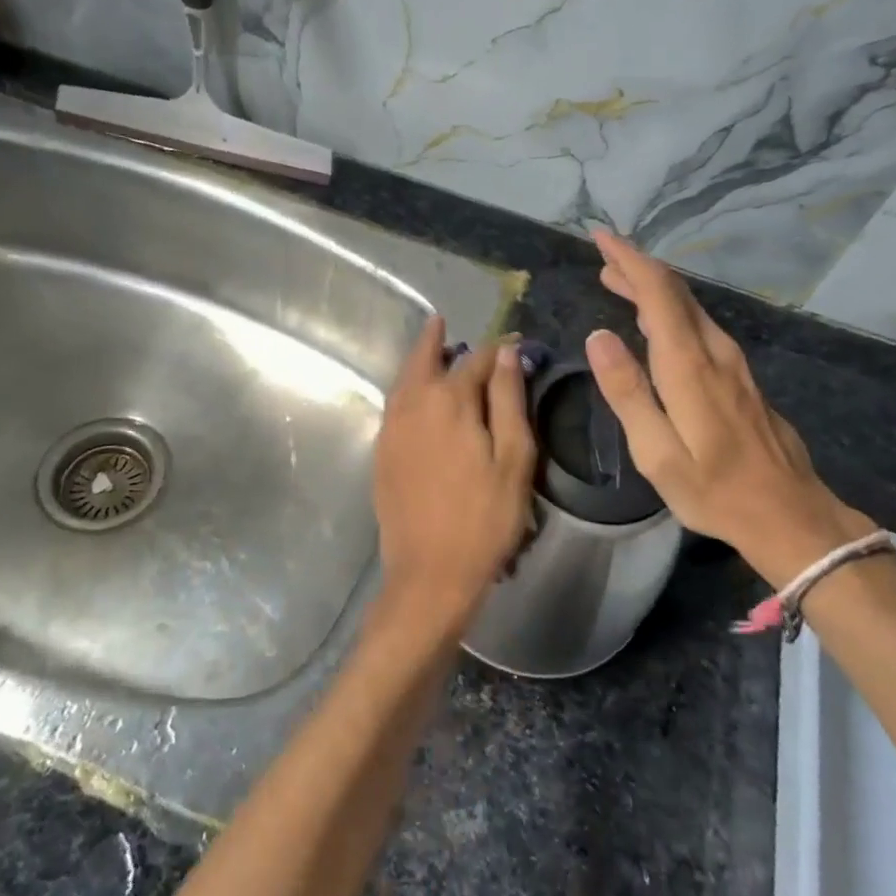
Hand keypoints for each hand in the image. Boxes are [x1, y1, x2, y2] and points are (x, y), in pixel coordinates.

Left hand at [371, 317, 535, 642]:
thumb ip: (509, 400)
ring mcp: (391, 429)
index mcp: (449, 400)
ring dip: (418, 362)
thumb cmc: (485, 517)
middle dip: (435, 339)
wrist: (430, 572)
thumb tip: (506, 352)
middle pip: (423, 358)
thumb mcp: (513, 458)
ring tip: (433, 353)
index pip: (476, 359)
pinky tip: (419, 398)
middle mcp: (412, 404)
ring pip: (404, 380)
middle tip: (443, 322)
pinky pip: (394, 404)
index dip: (497, 348)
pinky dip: (407, 388)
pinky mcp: (382, 452)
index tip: (513, 342)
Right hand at [584, 229, 877, 588]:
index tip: (601, 236)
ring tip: (619, 281)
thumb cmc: (714, 489)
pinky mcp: (740, 377)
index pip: (657, 292)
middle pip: (675, 292)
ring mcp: (733, 363)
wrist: (789, 514)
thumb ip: (627, 392)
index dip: (628, 259)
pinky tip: (656, 322)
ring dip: (653, 288)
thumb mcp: (657, 452)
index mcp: (689, 365)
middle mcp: (714, 351)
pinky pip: (700, 325)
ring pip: (689, 307)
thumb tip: (598, 336)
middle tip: (603, 257)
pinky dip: (670, 310)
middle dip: (638, 267)